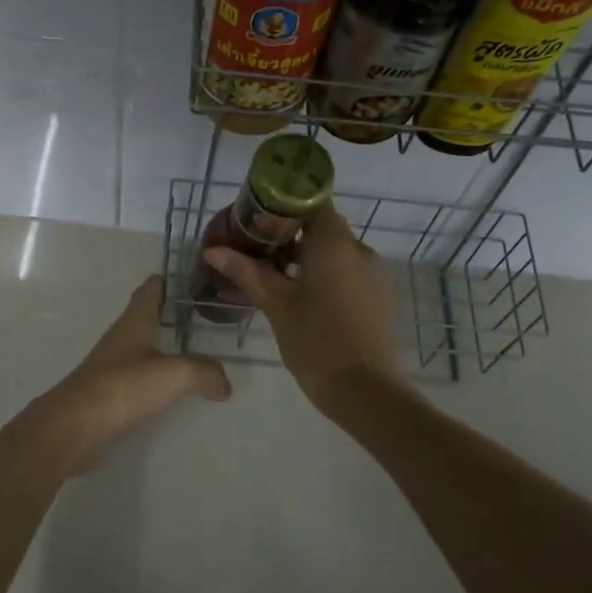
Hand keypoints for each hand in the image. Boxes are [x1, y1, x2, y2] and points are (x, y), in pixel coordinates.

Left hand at [25, 275, 231, 474]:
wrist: (74, 427)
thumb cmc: (122, 387)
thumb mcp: (174, 374)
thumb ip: (204, 373)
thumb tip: (224, 385)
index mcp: (134, 323)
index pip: (151, 290)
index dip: (169, 281)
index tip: (193, 277)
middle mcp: (122, 340)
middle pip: (147, 318)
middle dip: (172, 314)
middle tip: (205, 316)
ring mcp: (112, 368)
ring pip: (143, 349)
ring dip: (165, 348)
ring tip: (196, 353)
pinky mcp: (109, 395)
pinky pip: (139, 379)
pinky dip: (158, 379)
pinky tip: (174, 390)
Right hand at [201, 209, 403, 411]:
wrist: (365, 390)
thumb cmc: (315, 341)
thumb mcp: (276, 305)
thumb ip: (246, 272)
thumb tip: (212, 250)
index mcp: (335, 242)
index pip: (310, 202)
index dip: (282, 208)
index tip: (256, 224)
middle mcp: (360, 249)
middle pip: (321, 229)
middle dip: (288, 238)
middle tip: (255, 256)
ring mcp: (374, 274)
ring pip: (334, 254)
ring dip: (305, 261)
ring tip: (273, 283)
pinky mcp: (379, 297)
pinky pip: (348, 274)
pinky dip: (324, 278)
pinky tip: (301, 302)